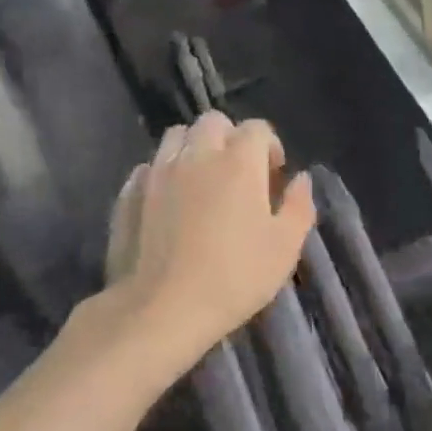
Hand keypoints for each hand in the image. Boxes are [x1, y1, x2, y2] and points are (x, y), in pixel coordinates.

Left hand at [92, 113, 315, 380]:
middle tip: (237, 173)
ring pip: (177, 136)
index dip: (269, 146)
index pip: (257, 128)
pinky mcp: (129, 191)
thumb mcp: (284, 248)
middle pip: (214, 122)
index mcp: (239, 161)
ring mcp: (158, 170)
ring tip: (201, 181)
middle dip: (229, 137)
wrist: (161, 308)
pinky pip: (149, 166)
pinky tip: (168, 200)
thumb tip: (302, 179)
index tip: (273, 176)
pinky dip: (163, 173)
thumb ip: (299, 206)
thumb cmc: (234, 277)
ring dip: (193, 148)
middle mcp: (197, 154)